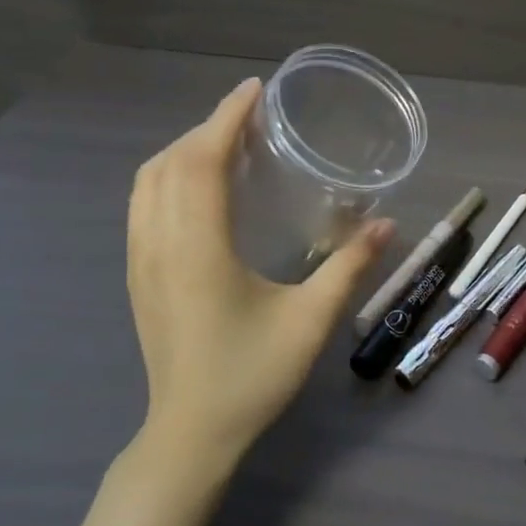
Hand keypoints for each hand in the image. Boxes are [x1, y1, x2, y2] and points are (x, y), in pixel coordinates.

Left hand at [127, 79, 393, 467]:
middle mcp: (159, 244)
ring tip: (228, 143)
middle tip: (253, 117)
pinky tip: (201, 188)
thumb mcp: (310, 321)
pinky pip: (143, 205)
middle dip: (208, 128)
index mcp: (197, 249)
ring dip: (184, 150)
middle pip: (170, 162)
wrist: (190, 434)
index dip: (226, 119)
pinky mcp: (137, 276)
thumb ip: (349, 267)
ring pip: (147, 182)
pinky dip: (168, 176)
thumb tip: (387, 225)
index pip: (202, 162)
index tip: (255, 90)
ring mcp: (140, 260)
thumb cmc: (251, 376)